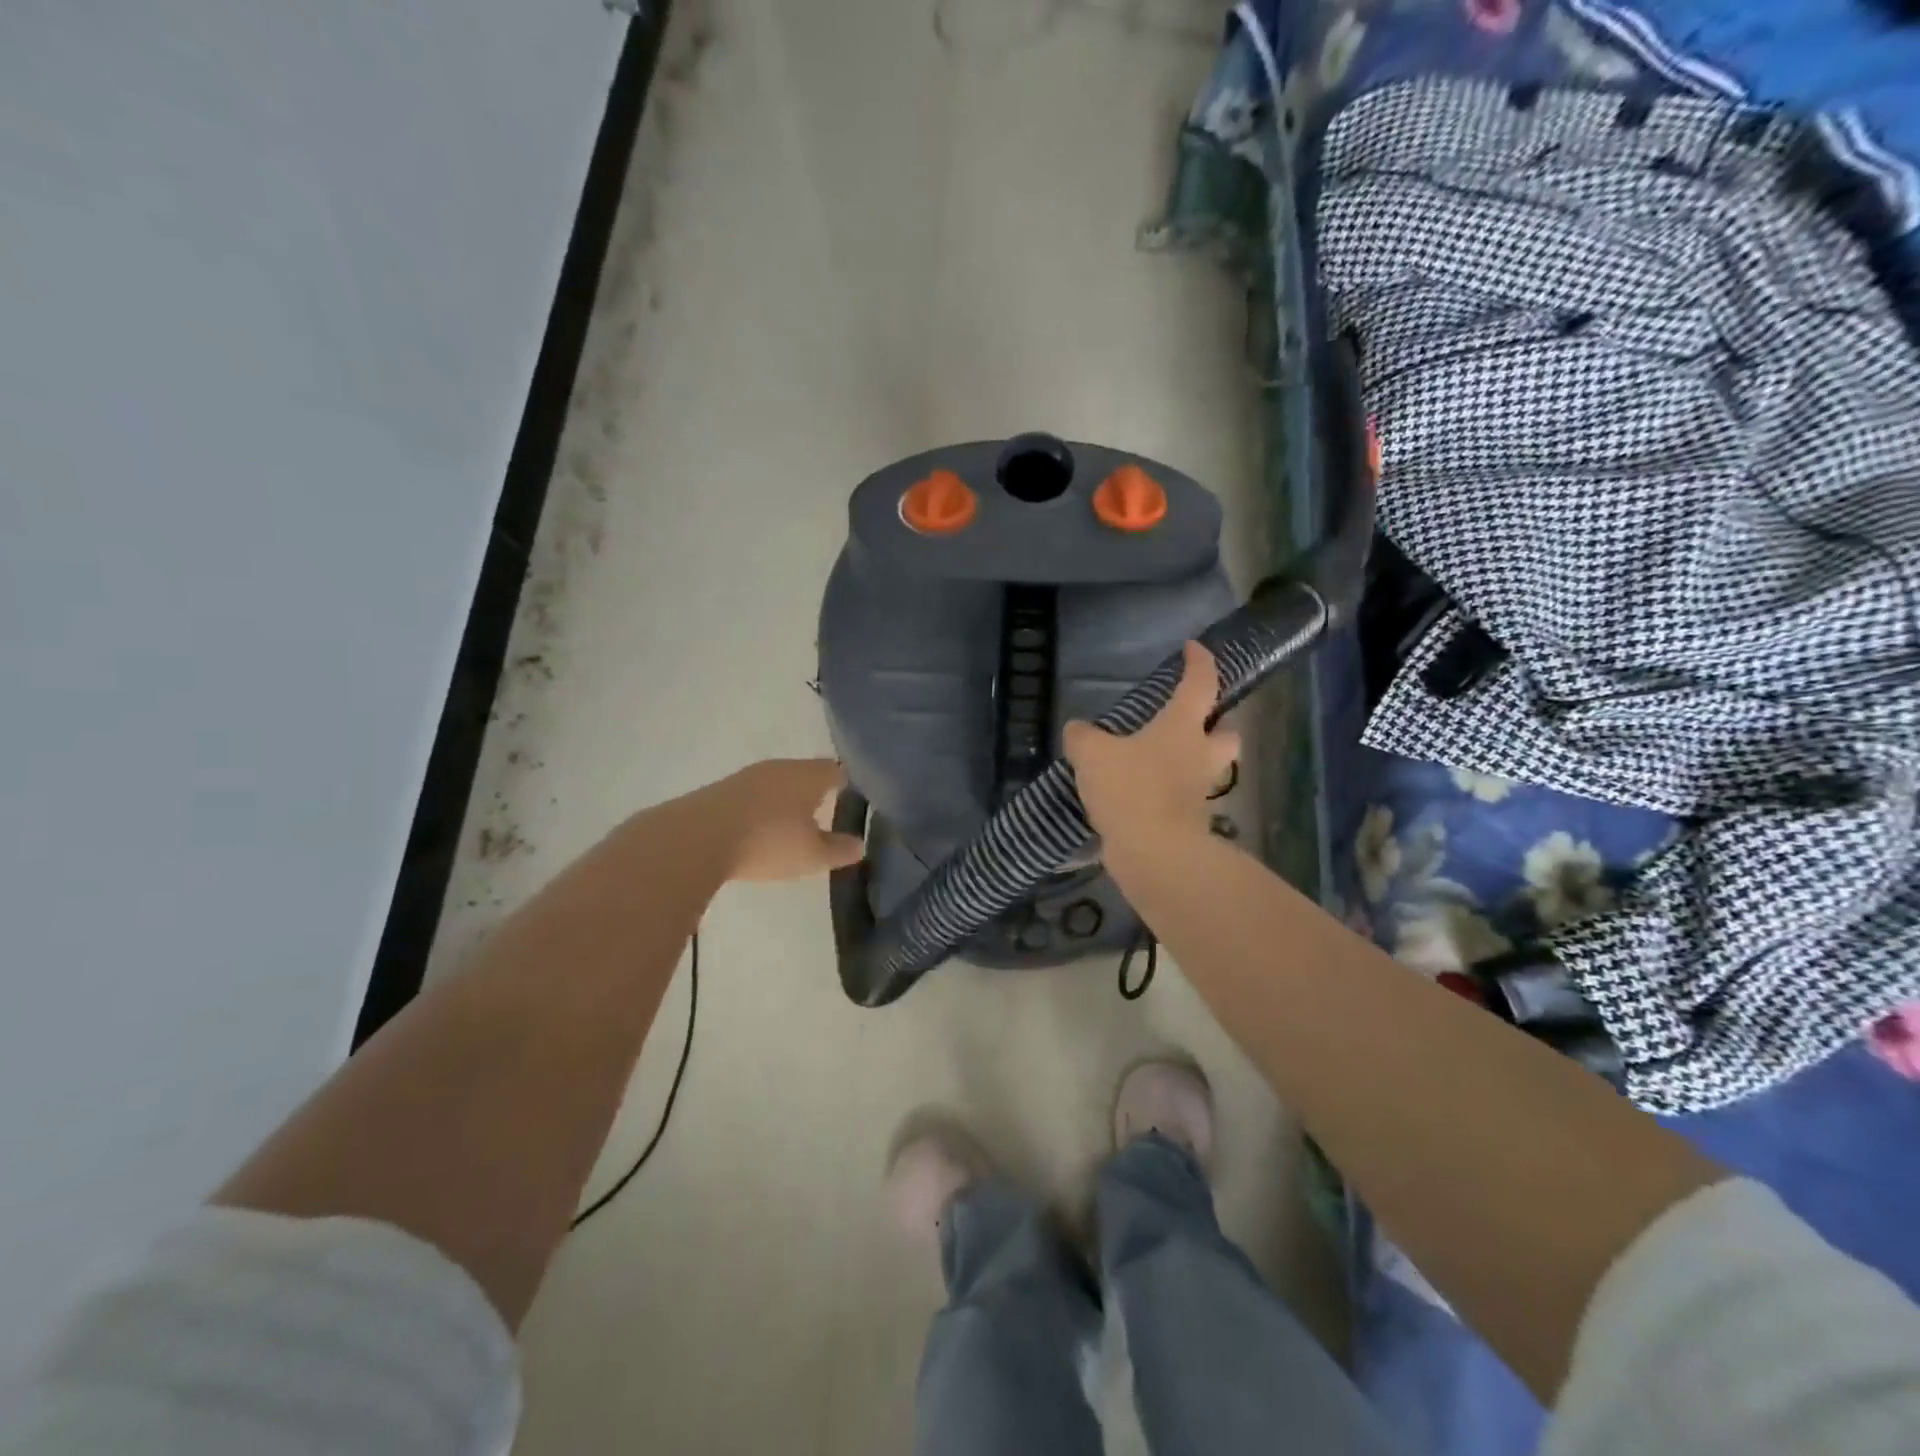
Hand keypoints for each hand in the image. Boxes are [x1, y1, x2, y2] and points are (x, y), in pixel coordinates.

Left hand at [693, 758, 864, 881]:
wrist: (695, 839)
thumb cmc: (767, 842)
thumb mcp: (812, 856)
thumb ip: (839, 850)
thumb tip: (859, 844)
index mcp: (808, 775)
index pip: (837, 770)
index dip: (847, 784)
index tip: (853, 800)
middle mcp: (780, 767)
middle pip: (805, 773)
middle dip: (815, 792)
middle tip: (825, 814)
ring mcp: (747, 776)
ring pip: (777, 783)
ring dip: (785, 801)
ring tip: (791, 825)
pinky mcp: (721, 790)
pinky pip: (753, 795)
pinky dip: (761, 809)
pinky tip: (758, 830)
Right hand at [1062, 641, 1239, 849]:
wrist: (1153, 851)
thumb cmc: (1130, 788)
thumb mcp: (1092, 754)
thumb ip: (1083, 737)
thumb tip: (1077, 729)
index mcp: (1182, 727)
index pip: (1200, 684)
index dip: (1199, 662)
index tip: (1193, 648)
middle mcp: (1199, 755)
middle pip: (1227, 733)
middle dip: (1217, 724)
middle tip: (1192, 722)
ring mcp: (1198, 791)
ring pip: (1207, 768)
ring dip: (1192, 761)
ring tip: (1157, 761)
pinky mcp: (1190, 821)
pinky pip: (1184, 798)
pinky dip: (1169, 793)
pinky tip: (1141, 795)